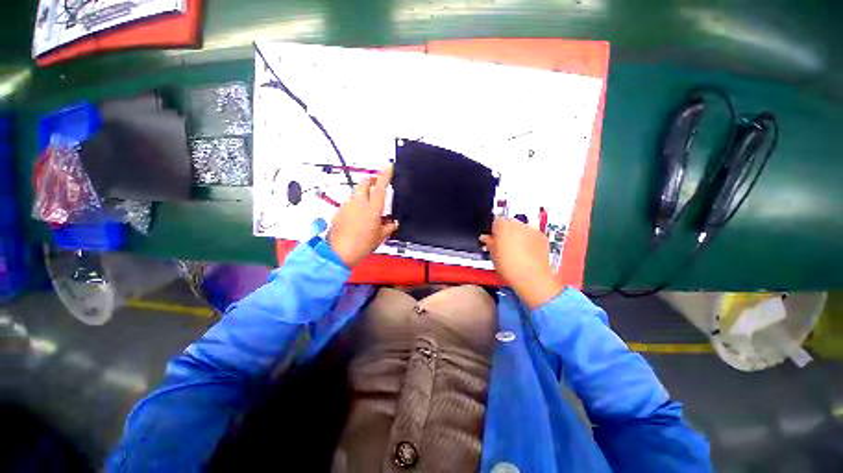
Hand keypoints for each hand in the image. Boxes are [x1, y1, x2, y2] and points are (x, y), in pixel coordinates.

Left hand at [327, 166, 398, 266]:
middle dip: (370, 180)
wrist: (339, 252)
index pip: (380, 186)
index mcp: (373, 208)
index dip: (385, 174)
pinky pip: (348, 203)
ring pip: (356, 193)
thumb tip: (393, 223)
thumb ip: (388, 227)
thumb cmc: (362, 245)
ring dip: (362, 195)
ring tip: (366, 208)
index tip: (388, 165)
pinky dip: (354, 205)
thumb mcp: (380, 237)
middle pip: (364, 182)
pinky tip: (356, 217)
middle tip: (375, 185)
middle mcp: (359, 203)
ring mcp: (347, 205)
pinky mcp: (339, 211)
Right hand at [480, 217, 563, 308]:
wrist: (532, 278)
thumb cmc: (509, 266)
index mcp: (502, 225)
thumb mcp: (492, 255)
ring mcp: (531, 230)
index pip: (495, 221)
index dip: (493, 230)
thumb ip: (488, 242)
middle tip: (503, 246)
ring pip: (521, 228)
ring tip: (515, 251)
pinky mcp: (542, 237)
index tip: (493, 239)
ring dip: (518, 236)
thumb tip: (486, 238)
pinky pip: (532, 235)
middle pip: (509, 223)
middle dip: (506, 232)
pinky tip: (526, 253)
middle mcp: (517, 224)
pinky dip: (529, 241)